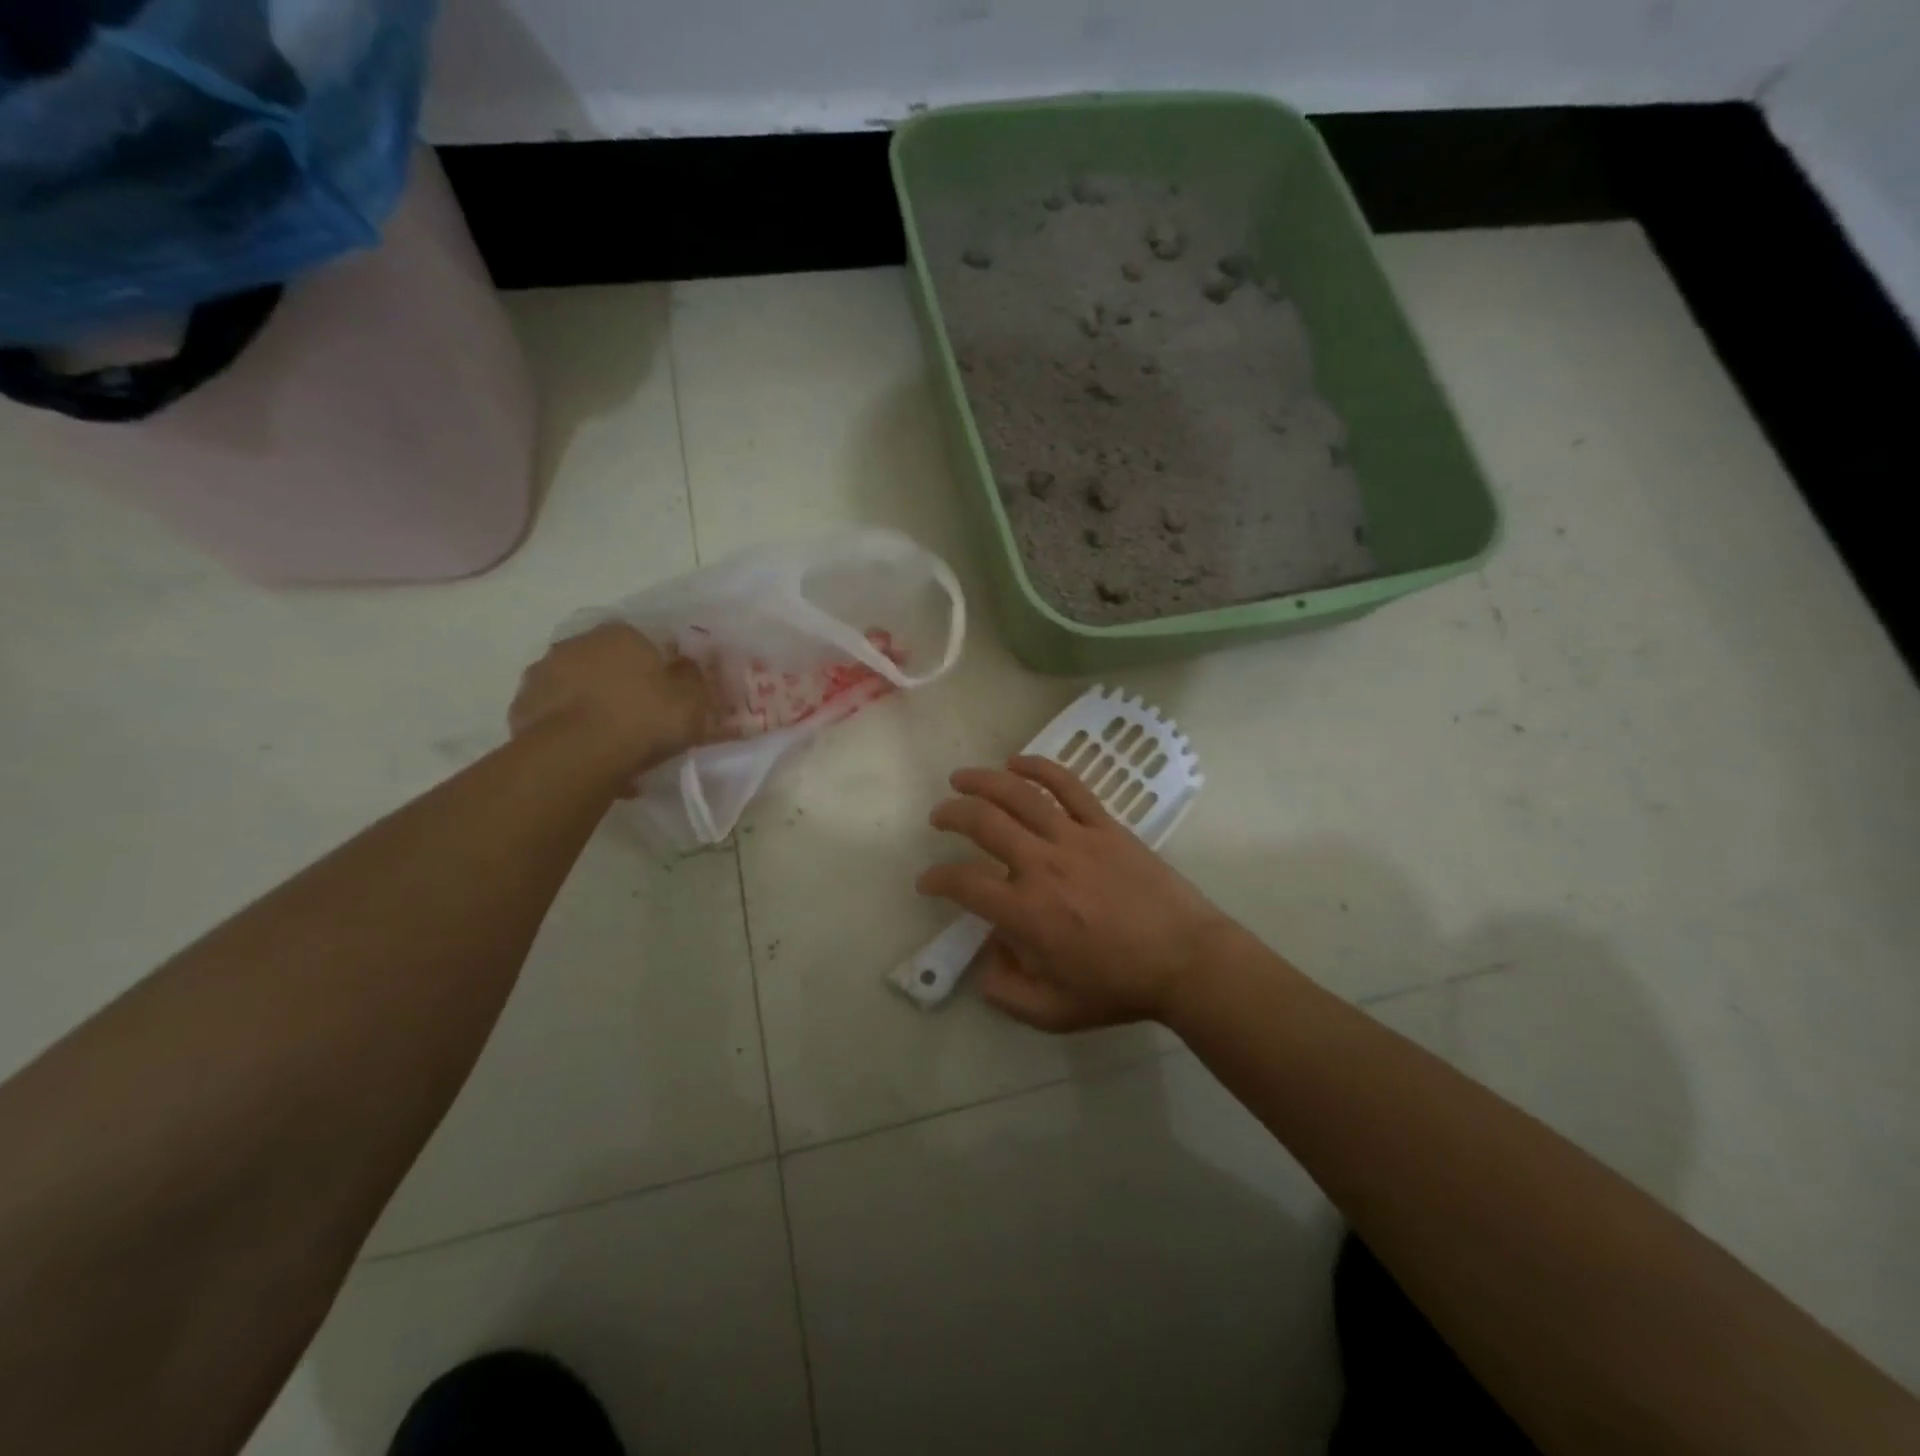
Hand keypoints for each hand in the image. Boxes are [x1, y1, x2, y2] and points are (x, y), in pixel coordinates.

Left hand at [509, 624, 711, 781]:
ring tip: (613, 743)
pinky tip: (587, 753)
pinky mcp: (522, 706)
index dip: (664, 670)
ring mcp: (544, 672)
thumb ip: (693, 678)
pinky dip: (571, 727)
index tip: (672, 697)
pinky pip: (557, 714)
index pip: (650, 644)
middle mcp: (579, 642)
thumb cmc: (643, 719)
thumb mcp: (692, 701)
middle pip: (611, 662)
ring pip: (580, 686)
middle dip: (625, 685)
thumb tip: (687, 665)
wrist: (576, 755)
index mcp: (623, 633)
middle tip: (643, 720)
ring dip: (595, 704)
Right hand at [917, 755, 1240, 1030]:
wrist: (1187, 961)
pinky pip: (1068, 786)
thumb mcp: (1053, 1012)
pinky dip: (1039, 767)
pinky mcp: (1105, 825)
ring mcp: (1076, 839)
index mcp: (1026, 913)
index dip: (937, 879)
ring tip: (961, 778)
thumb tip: (987, 959)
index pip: (964, 883)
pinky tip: (1016, 761)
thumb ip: (1007, 991)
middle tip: (939, 817)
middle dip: (951, 815)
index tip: (928, 881)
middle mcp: (1043, 866)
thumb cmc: (1119, 988)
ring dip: (982, 781)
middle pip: (983, 823)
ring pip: (1019, 795)